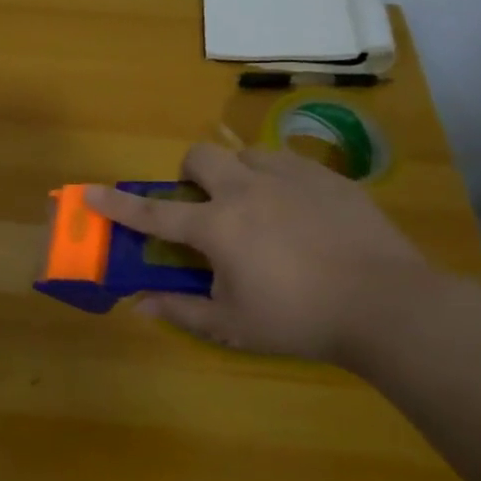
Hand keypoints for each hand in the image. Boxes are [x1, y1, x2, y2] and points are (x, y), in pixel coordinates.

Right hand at [85, 143, 430, 363]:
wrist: (390, 305)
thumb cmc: (301, 319)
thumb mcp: (234, 325)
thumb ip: (181, 311)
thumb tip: (138, 307)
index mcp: (218, 226)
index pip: (154, 213)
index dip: (118, 204)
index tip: (90, 192)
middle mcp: (247, 190)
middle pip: (200, 157)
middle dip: (188, 174)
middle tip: (203, 207)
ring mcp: (292, 178)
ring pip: (246, 154)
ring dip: (235, 175)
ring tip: (254, 208)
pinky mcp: (330, 179)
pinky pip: (289, 163)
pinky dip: (277, 180)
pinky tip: (298, 212)